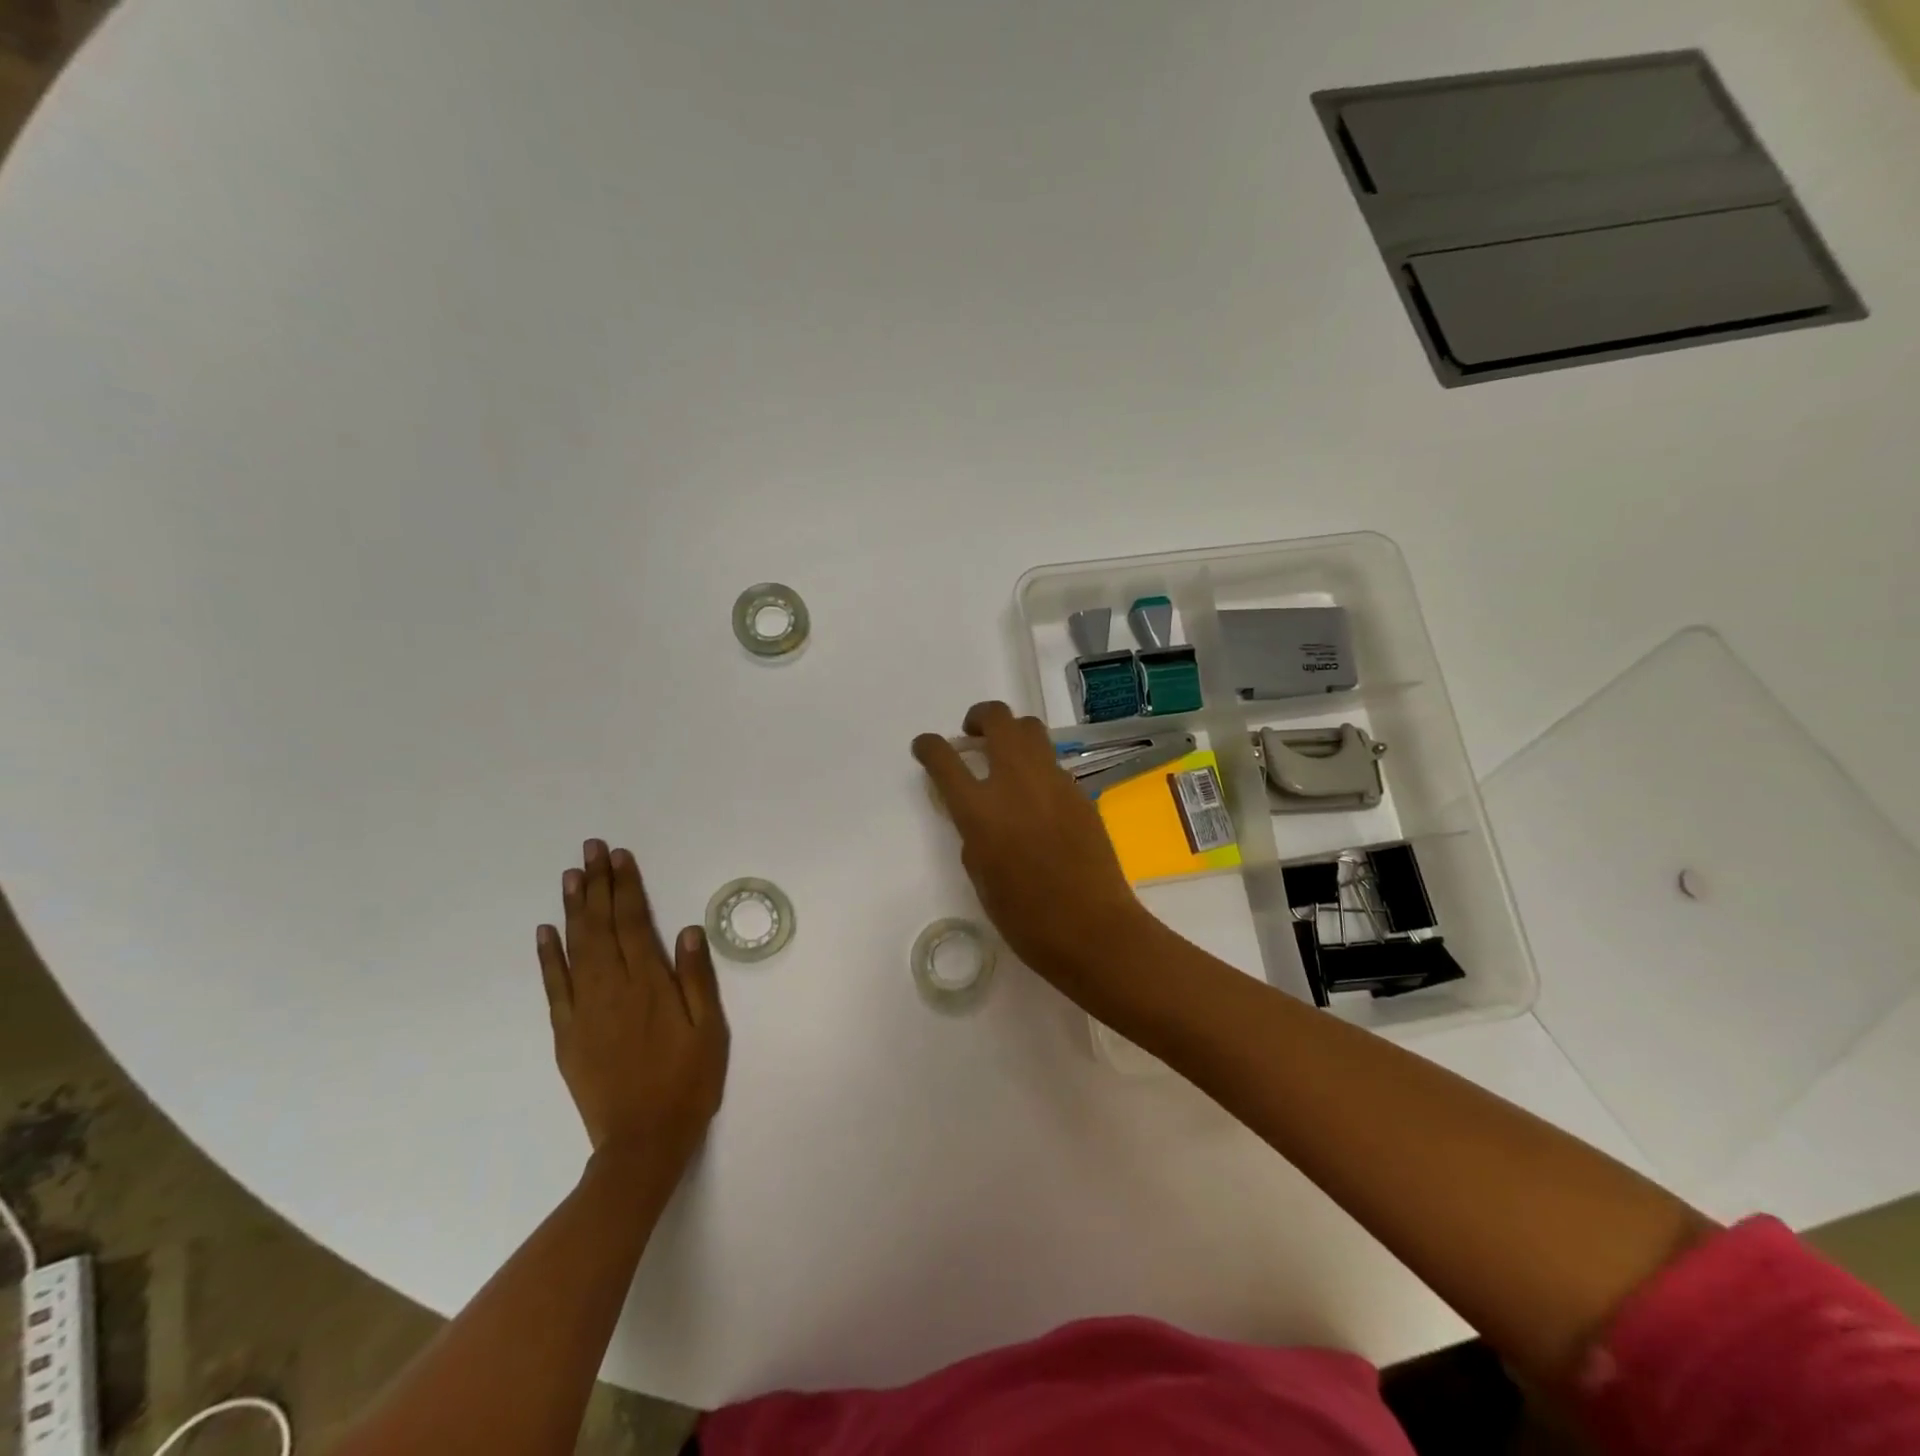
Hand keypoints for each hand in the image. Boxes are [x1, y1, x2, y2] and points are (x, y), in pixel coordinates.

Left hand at [536, 841, 729, 1177]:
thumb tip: (689, 930)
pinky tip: (546, 931)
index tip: (619, 856)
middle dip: (598, 884)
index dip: (627, 887)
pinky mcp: (566, 1033)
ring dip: (573, 908)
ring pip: (576, 947)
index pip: (635, 922)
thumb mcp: (710, 1030)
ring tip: (572, 875)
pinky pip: (554, 986)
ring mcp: (584, 1010)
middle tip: (591, 848)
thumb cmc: (687, 1082)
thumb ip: (697, 979)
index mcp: (650, 985)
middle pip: (602, 926)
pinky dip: (548, 956)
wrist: (642, 1142)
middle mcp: (613, 988)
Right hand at [912, 701, 1156, 1002]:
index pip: (944, 760)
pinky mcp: (1080, 792)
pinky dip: (1037, 766)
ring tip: (1006, 755)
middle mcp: (1016, 783)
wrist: (1093, 929)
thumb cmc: (1026, 918)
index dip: (929, 747)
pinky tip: (1037, 795)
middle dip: (980, 717)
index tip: (926, 746)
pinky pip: (1053, 763)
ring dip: (1012, 732)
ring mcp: (1054, 783)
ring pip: (1031, 730)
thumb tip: (977, 815)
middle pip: (998, 720)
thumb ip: (973, 835)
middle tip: (973, 734)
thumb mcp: (981, 877)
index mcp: (981, 811)